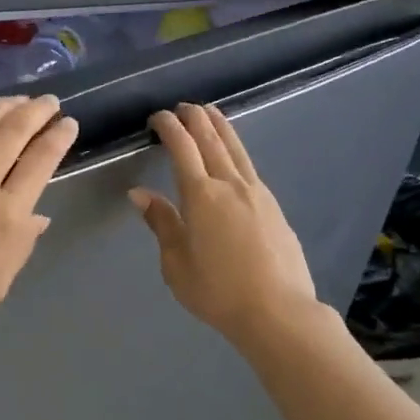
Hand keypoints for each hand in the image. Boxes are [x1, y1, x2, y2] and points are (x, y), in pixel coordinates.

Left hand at [0, 91, 77, 375]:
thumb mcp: (2, 279)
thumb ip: (22, 239)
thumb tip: (37, 213)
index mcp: (8, 214)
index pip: (42, 160)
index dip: (59, 136)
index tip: (68, 124)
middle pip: (14, 131)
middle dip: (37, 111)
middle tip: (49, 102)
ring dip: (1, 105)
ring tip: (17, 99)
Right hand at [129, 103, 319, 346]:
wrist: (279, 312)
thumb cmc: (219, 292)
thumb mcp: (177, 264)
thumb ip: (161, 223)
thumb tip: (139, 193)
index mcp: (201, 195)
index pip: (181, 147)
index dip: (168, 126)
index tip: (156, 117)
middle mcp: (229, 184)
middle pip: (210, 138)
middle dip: (194, 118)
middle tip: (182, 106)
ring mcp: (255, 192)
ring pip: (235, 147)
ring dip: (219, 125)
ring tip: (209, 112)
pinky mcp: (273, 205)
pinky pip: (249, 165)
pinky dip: (235, 148)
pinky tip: (233, 153)